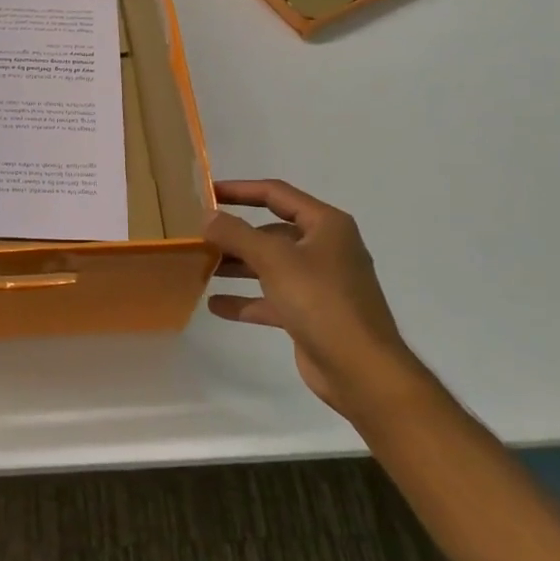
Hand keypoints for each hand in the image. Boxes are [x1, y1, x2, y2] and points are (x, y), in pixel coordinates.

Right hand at [204, 179, 416, 417]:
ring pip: (270, 265)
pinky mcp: (311, 314)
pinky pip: (271, 299)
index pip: (276, 193)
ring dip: (237, 266)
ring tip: (200, 267)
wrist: (362, 370)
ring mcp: (319, 283)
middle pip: (271, 231)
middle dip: (235, 234)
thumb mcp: (274, 260)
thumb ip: (236, 234)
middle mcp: (325, 248)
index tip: (206, 192)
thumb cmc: (321, 301)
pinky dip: (246, 300)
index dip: (240, 190)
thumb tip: (207, 216)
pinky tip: (215, 305)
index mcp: (326, 225)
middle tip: (198, 235)